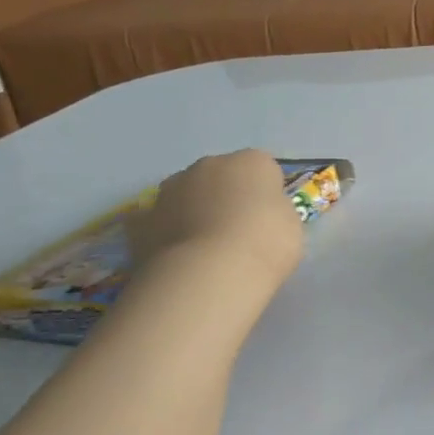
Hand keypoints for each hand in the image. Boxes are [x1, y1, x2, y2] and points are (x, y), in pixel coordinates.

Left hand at [127, 151, 304, 296]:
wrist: (212, 273)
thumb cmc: (266, 243)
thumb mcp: (291, 225)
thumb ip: (273, 211)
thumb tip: (258, 215)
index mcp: (251, 162)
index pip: (263, 169)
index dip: (266, 194)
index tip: (269, 219)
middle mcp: (209, 165)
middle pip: (221, 176)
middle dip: (227, 197)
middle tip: (238, 232)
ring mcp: (170, 190)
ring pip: (187, 195)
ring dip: (194, 211)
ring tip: (206, 248)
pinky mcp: (142, 219)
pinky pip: (157, 221)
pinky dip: (164, 231)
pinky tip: (174, 254)